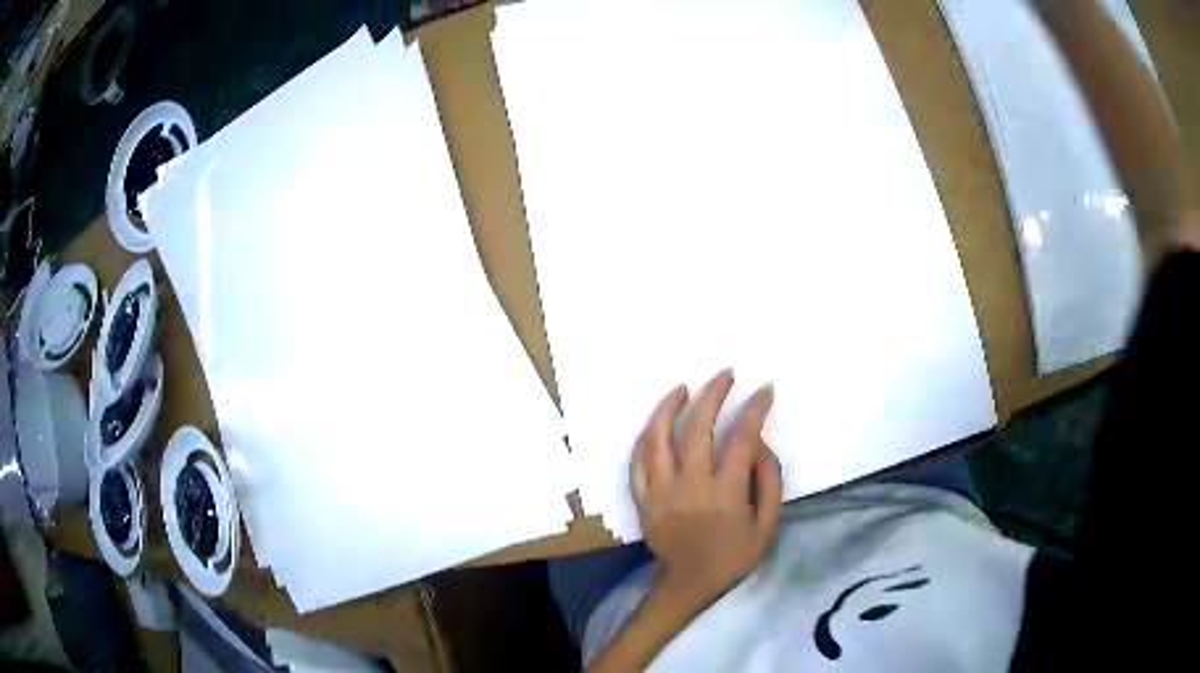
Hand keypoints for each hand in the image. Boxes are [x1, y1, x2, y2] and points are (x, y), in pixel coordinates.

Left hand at [630, 369, 783, 609]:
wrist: (687, 584)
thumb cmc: (732, 556)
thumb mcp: (766, 526)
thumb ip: (768, 482)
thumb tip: (759, 443)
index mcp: (726, 494)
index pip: (741, 438)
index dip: (754, 409)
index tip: (764, 390)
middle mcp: (691, 486)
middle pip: (697, 428)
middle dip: (713, 393)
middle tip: (725, 374)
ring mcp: (661, 491)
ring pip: (658, 438)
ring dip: (669, 407)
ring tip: (683, 387)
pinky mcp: (642, 498)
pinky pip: (637, 461)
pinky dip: (645, 437)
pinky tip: (656, 423)